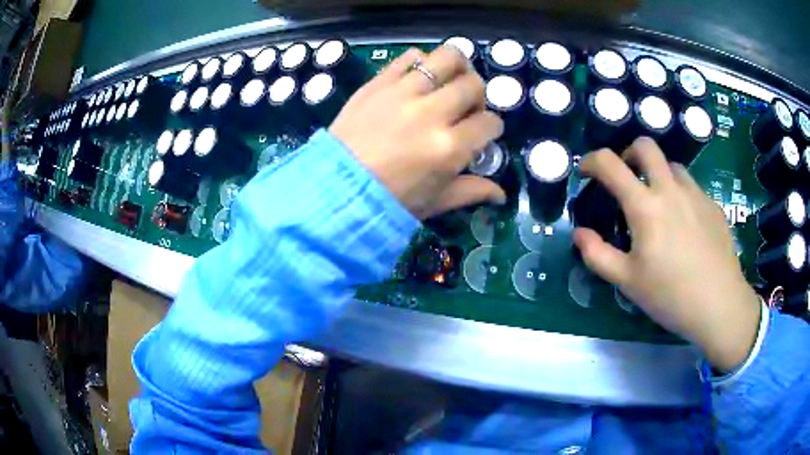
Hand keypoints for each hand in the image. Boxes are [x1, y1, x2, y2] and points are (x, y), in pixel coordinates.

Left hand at [329, 46, 505, 219]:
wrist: (335, 188)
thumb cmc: (388, 201)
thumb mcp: (434, 202)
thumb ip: (471, 191)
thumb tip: (501, 194)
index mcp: (449, 147)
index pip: (490, 123)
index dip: (492, 128)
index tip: (482, 132)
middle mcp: (432, 113)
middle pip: (474, 85)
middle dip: (478, 96)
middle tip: (466, 106)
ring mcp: (404, 92)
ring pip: (448, 58)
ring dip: (458, 66)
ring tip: (451, 80)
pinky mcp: (380, 82)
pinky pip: (410, 57)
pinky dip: (421, 62)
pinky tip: (419, 77)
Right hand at [574, 138, 760, 372]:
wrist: (719, 305)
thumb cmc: (670, 295)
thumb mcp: (627, 282)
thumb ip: (597, 255)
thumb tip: (579, 233)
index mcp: (645, 206)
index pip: (610, 164)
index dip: (591, 160)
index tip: (586, 171)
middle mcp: (670, 189)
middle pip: (646, 146)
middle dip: (629, 153)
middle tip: (627, 177)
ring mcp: (695, 193)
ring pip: (672, 165)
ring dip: (658, 174)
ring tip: (658, 203)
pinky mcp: (713, 205)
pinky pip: (692, 187)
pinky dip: (680, 194)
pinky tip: (685, 225)